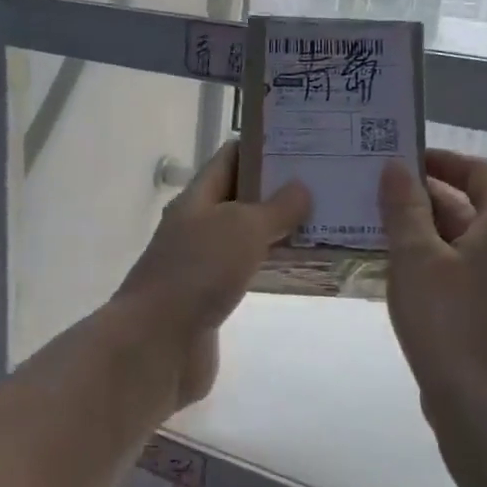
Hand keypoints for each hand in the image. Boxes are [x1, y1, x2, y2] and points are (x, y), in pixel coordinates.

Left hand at [116, 142, 309, 409]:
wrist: (158, 343)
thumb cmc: (198, 273)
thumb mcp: (241, 229)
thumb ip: (275, 208)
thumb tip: (300, 188)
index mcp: (196, 200)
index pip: (230, 159)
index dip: (263, 146)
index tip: (305, 143)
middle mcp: (197, 227)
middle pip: (240, 198)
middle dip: (280, 190)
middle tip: (327, 182)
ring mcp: (202, 265)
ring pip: (246, 237)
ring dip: (280, 230)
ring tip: (326, 221)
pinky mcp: (212, 299)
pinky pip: (248, 273)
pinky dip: (273, 266)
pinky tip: (302, 267)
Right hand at [379, 149, 486, 417]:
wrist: (483, 403)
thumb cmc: (447, 321)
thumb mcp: (415, 258)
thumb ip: (405, 208)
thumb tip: (397, 168)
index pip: (480, 172)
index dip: (442, 162)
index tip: (403, 162)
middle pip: (477, 207)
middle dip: (429, 200)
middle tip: (382, 200)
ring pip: (473, 243)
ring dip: (433, 234)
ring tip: (385, 236)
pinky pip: (475, 273)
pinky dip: (444, 264)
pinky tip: (408, 278)